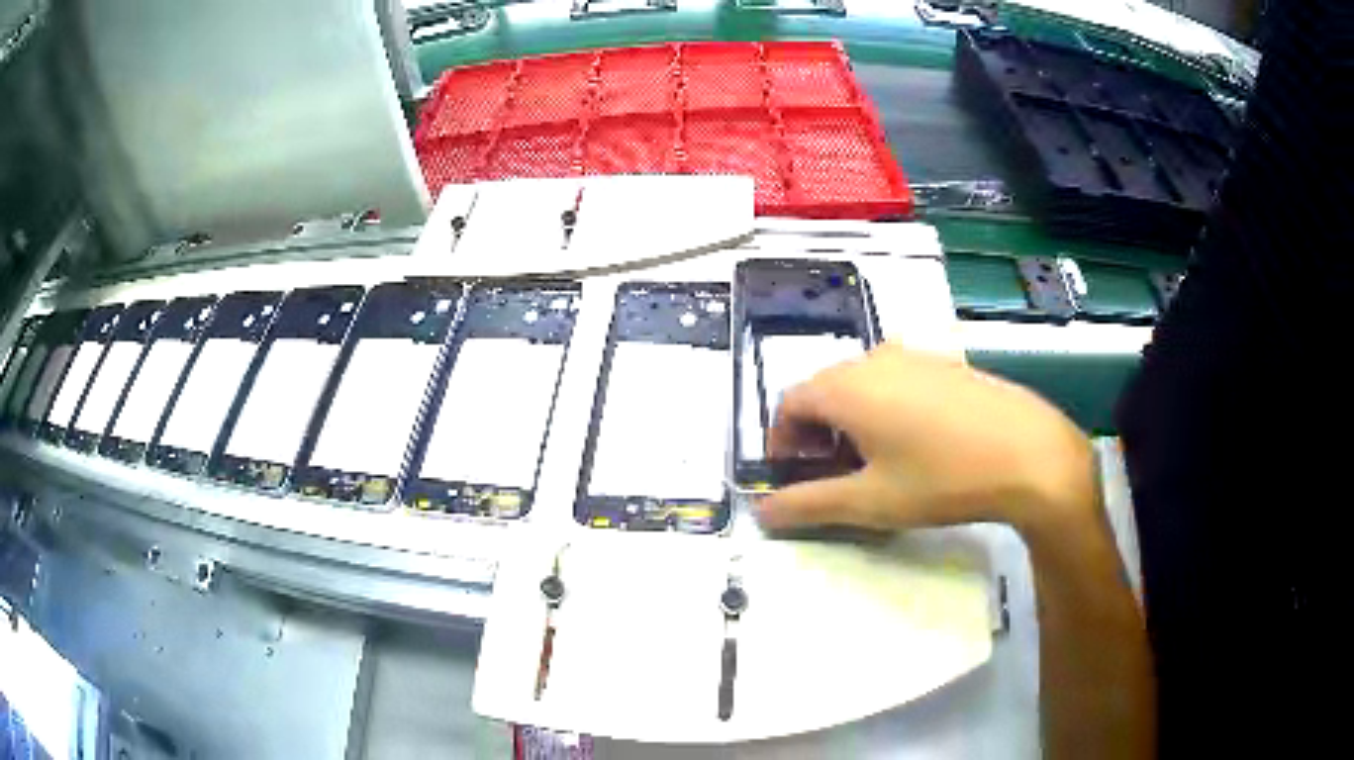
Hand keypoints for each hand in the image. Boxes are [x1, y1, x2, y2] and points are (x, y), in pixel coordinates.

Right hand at [757, 343, 1097, 536]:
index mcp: (847, 386)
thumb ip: (809, 505)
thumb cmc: (942, 478)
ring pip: (862, 385)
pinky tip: (916, 445)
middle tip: (832, 477)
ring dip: (851, 422)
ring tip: (874, 464)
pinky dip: (885, 409)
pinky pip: (896, 381)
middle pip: (824, 391)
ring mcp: (915, 356)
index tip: (792, 477)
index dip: (781, 441)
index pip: (790, 403)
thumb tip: (762, 511)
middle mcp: (875, 358)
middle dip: (816, 434)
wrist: (1028, 453)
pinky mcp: (946, 364)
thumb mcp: (870, 502)